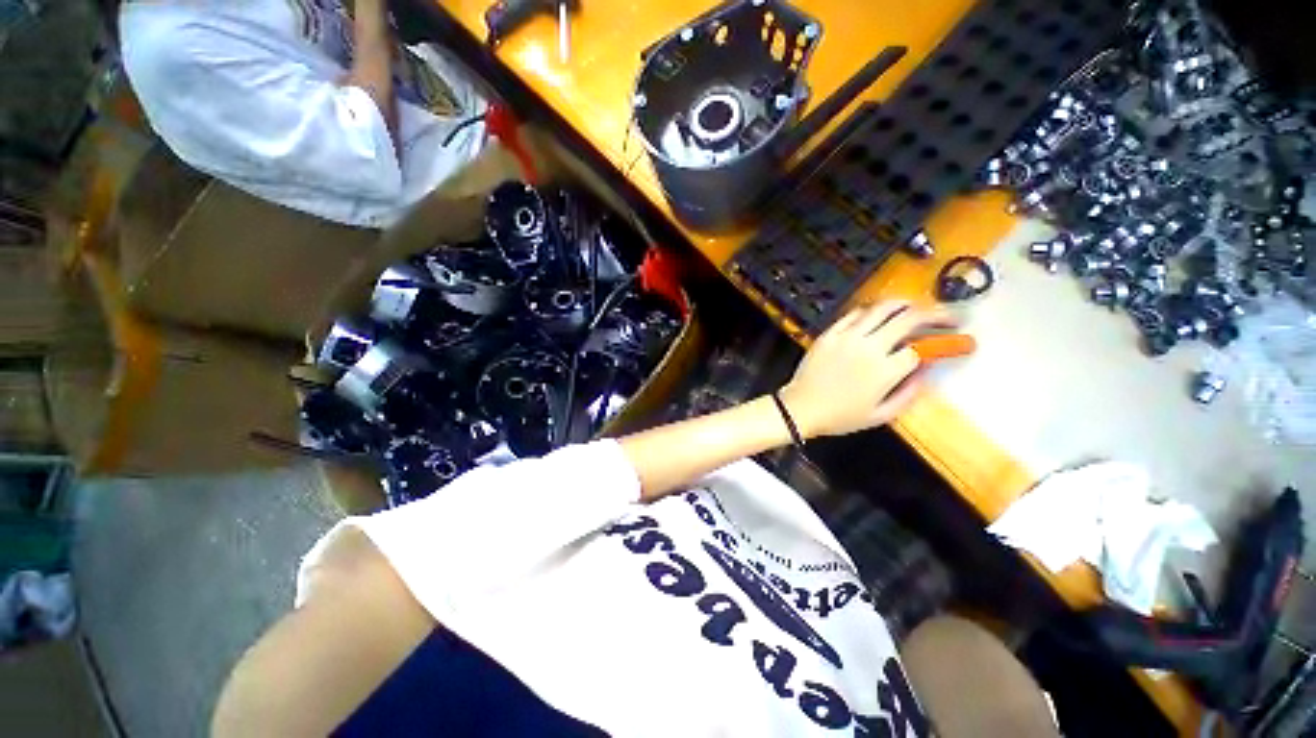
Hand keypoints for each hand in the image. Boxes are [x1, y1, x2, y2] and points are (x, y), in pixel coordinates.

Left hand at [778, 302, 955, 438]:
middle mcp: (869, 347)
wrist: (800, 408)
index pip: (922, 347)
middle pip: (908, 319)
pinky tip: (879, 315)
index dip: (945, 343)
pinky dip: (871, 311)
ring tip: (917, 307)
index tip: (961, 340)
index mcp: (885, 370)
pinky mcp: (829, 333)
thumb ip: (909, 393)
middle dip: (935, 314)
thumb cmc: (841, 417)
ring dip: (904, 304)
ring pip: (881, 309)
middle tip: (948, 316)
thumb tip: (926, 371)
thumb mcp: (881, 415)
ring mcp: (846, 337)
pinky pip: (854, 314)